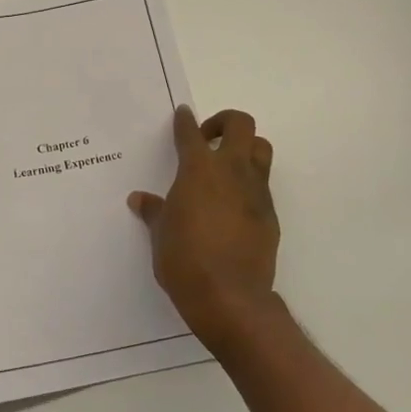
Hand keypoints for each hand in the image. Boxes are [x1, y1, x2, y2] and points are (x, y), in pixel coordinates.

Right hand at [128, 106, 280, 355]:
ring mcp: (256, 192)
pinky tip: (231, 207)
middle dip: (224, 123)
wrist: (230, 297)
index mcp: (199, 170)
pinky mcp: (270, 215)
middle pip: (241, 125)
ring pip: (261, 150)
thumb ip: (154, 211)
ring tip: (224, 168)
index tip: (182, 114)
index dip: (185, 121)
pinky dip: (248, 186)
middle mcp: (232, 171)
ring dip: (245, 149)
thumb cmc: (184, 260)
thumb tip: (140, 199)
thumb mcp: (160, 234)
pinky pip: (262, 186)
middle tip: (207, 139)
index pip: (191, 133)